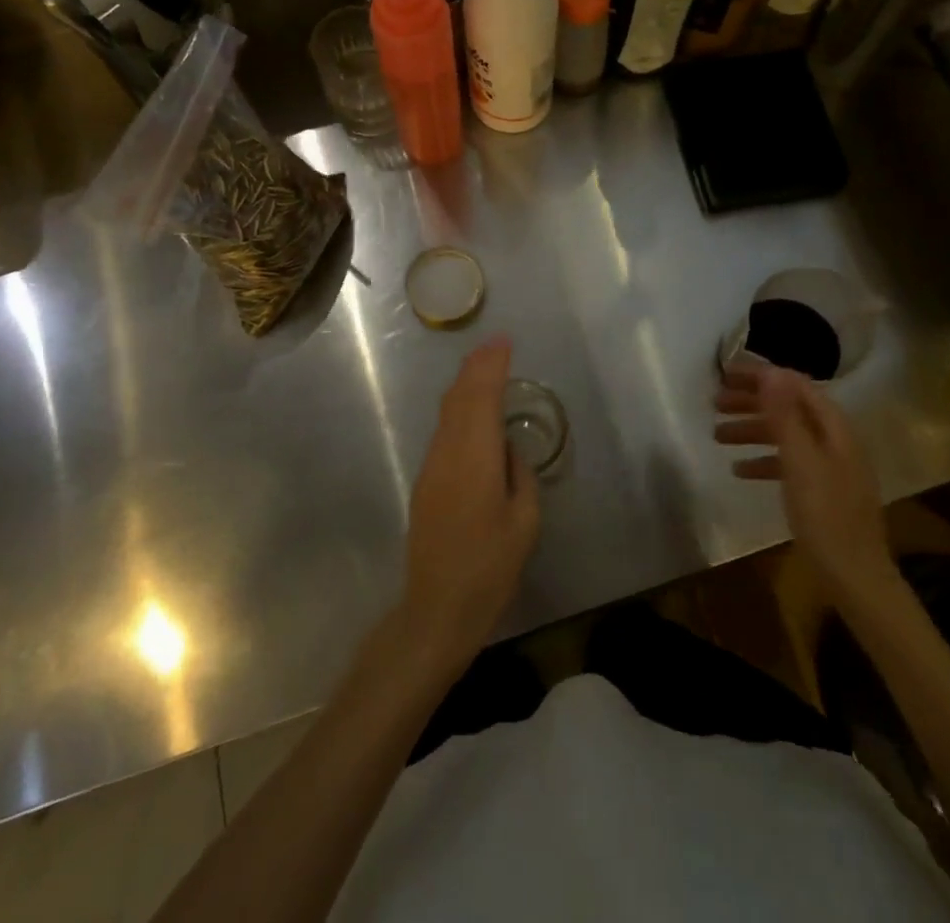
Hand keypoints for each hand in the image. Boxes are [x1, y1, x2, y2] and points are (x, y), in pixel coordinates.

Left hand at [400, 338, 540, 675]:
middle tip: (495, 345)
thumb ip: (519, 474)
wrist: (436, 608)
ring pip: (447, 412)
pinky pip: (443, 431)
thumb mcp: (524, 522)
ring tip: (483, 368)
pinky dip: (458, 409)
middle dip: (476, 366)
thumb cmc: (490, 568)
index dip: (492, 366)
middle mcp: (448, 452)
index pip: (482, 397)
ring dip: (465, 385)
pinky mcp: (425, 481)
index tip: (503, 342)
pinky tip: (470, 411)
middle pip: (459, 397)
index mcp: (476, 458)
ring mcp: (432, 466)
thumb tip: (506, 447)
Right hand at [715, 362, 899, 613]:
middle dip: (751, 401)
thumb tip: (770, 372)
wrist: (855, 578)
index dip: (761, 376)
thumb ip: (785, 416)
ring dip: (752, 430)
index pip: (795, 385)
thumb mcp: (800, 462)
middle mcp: (834, 440)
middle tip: (714, 402)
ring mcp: (829, 467)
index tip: (725, 374)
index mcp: (835, 428)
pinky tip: (738, 470)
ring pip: (785, 435)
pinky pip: (788, 463)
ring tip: (717, 435)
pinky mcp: (821, 492)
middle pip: (789, 408)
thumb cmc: (826, 516)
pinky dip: (763, 460)